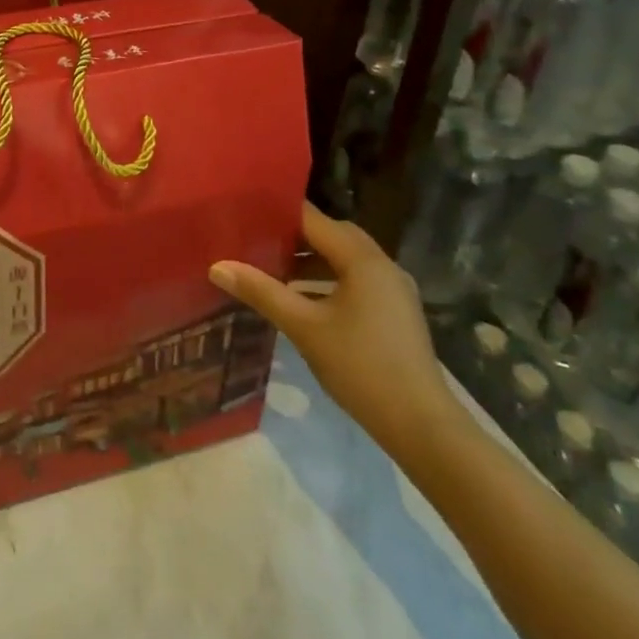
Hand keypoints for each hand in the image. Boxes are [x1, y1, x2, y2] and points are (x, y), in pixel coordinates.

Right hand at [211, 203, 465, 461]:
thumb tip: (217, 266)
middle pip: (333, 235)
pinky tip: (302, 299)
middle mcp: (382, 265)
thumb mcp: (303, 327)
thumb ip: (261, 292)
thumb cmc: (360, 366)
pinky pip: (356, 279)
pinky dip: (327, 279)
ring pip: (345, 259)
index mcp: (363, 260)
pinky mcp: (395, 312)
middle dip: (294, 235)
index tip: (245, 213)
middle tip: (254, 238)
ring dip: (311, 259)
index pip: (315, 220)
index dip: (279, 213)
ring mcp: (393, 289)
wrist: (421, 425)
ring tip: (271, 267)